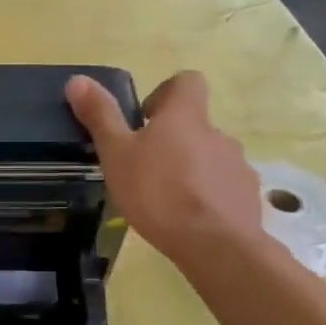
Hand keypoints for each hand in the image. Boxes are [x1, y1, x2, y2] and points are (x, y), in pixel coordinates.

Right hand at [66, 70, 260, 262]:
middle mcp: (217, 133)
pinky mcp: (247, 197)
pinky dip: (208, 197)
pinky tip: (190, 220)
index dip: (166, 92)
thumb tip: (78, 79)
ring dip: (191, 170)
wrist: (215, 245)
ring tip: (166, 199)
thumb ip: (101, 116)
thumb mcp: (117, 154)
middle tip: (145, 168)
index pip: (187, 82)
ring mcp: (237, 166)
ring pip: (210, 158)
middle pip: (195, 125)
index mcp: (185, 116)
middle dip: (172, 141)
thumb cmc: (158, 193)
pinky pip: (225, 188)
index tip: (145, 119)